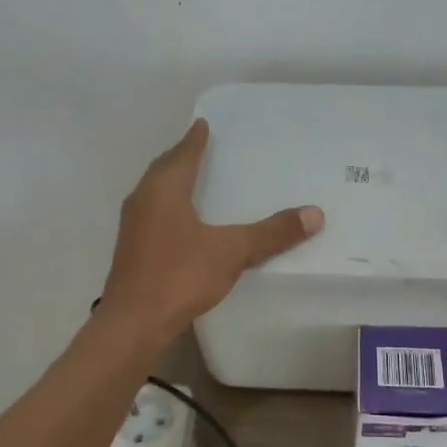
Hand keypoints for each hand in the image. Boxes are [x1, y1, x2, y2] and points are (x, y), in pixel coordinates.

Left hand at [100, 119, 323, 346]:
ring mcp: (133, 226)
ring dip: (173, 182)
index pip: (182, 154)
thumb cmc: (179, 276)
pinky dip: (169, 207)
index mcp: (163, 190)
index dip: (195, 139)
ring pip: (155, 193)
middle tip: (201, 147)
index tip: (203, 123)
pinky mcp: (132, 250)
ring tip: (194, 180)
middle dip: (182, 157)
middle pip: (164, 169)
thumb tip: (315, 214)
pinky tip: (183, 221)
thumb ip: (271, 233)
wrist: (133, 323)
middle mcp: (143, 200)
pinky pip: (154, 214)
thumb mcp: (232, 251)